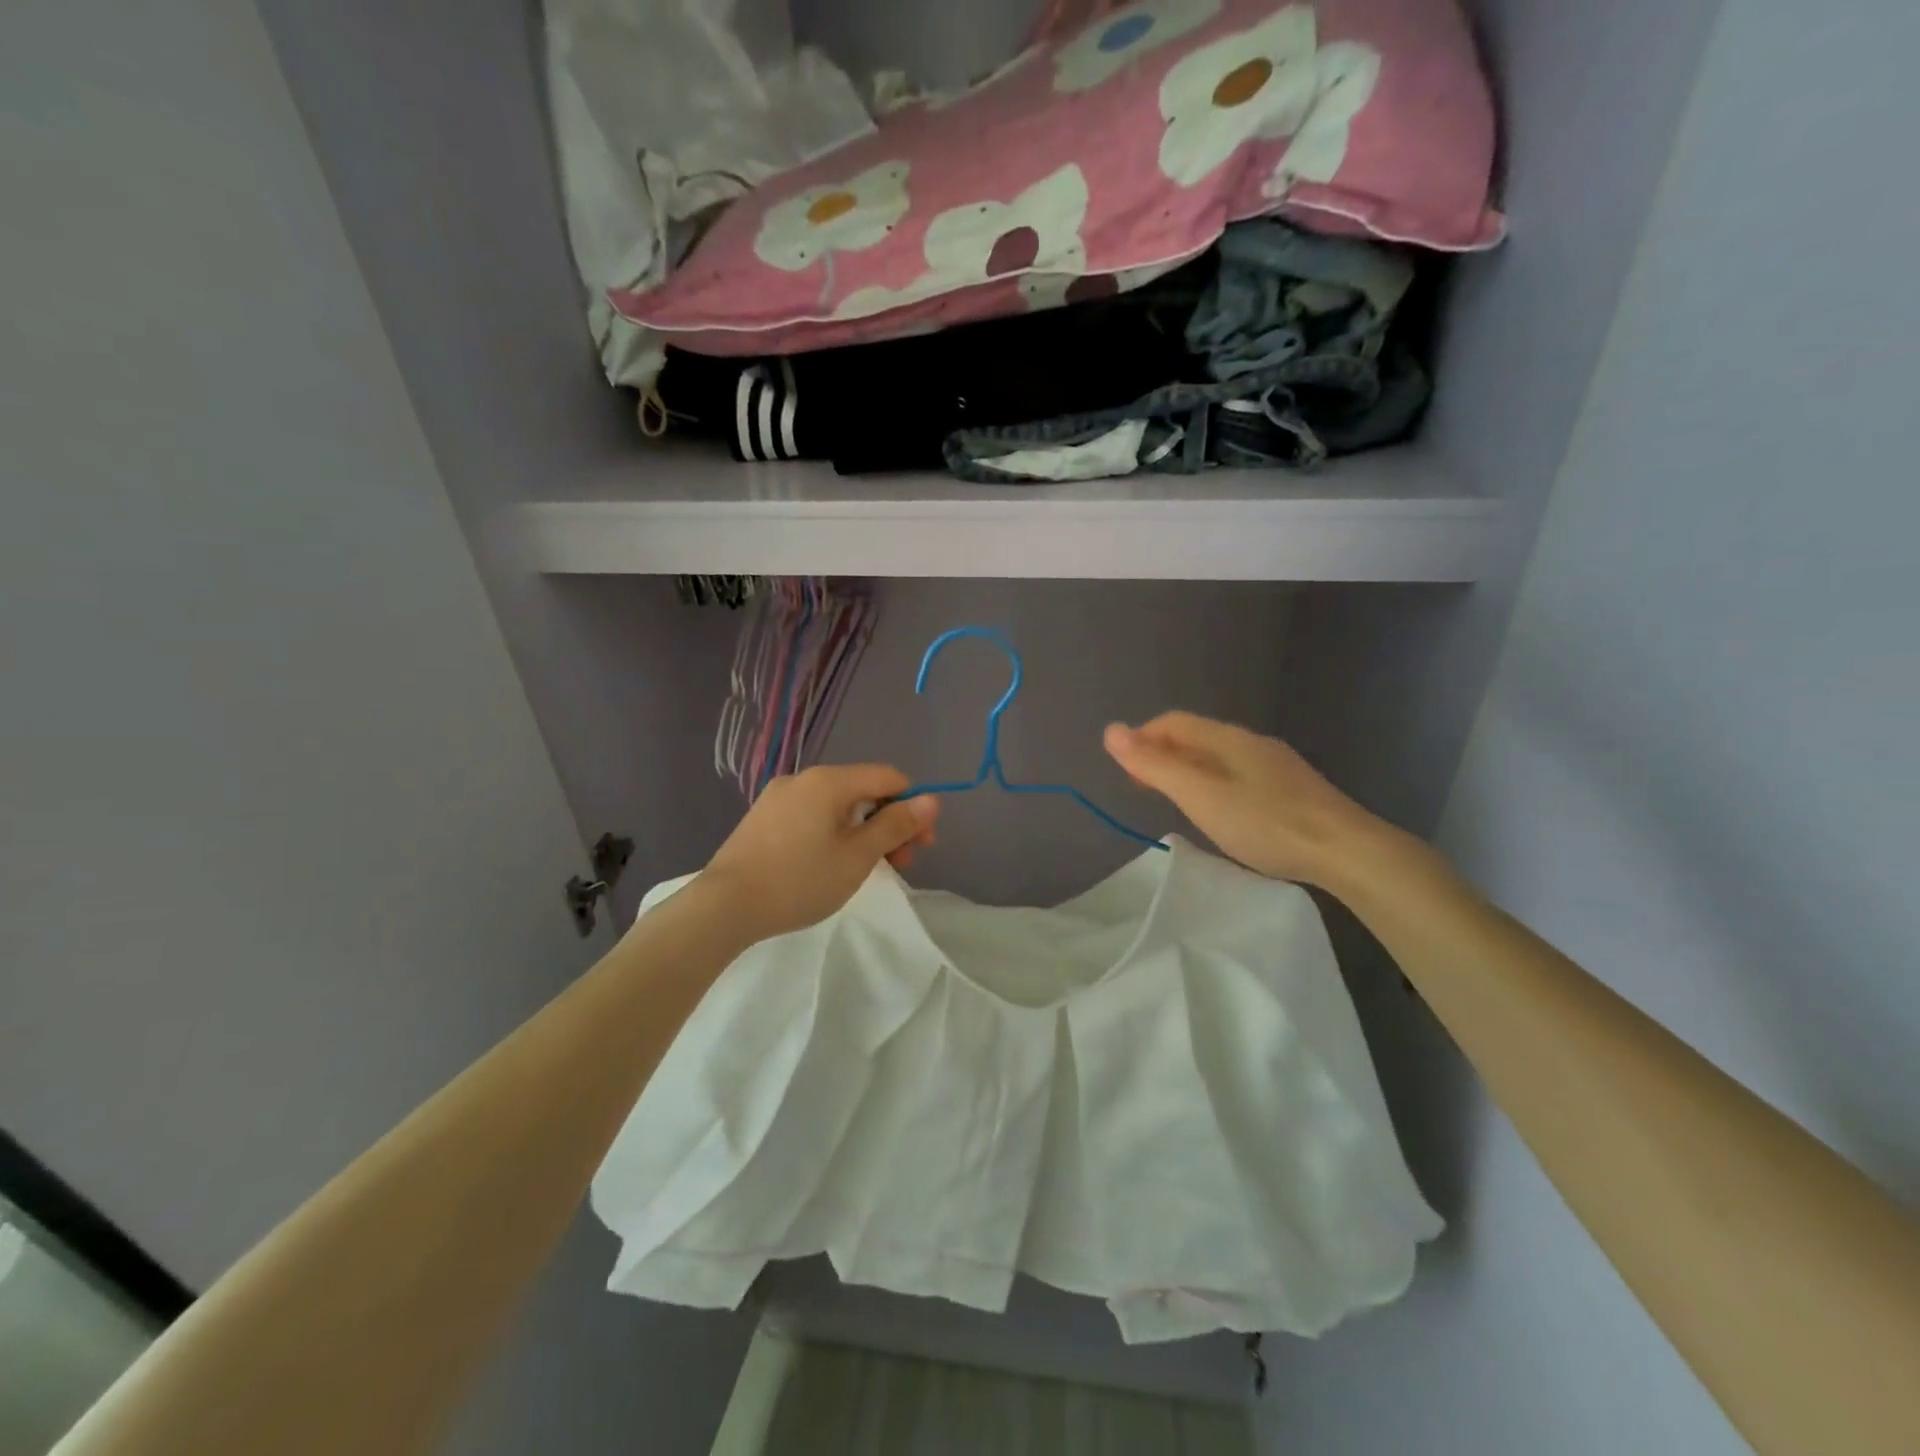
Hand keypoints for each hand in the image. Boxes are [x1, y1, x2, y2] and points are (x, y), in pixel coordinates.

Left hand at [699, 764, 938, 941]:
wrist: (723, 907)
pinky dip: (834, 833)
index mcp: (828, 781)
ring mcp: (777, 798)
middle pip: (862, 790)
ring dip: (863, 831)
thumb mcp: (857, 856)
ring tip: (866, 869)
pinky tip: (829, 864)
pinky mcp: (762, 819)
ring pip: (836, 806)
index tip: (922, 845)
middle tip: (901, 863)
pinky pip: (812, 816)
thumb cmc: (799, 881)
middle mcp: (802, 779)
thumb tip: (931, 799)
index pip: (888, 777)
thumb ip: (896, 825)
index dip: (913, 806)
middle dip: (889, 823)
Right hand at [1104, 712, 1388, 887]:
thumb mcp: (1200, 796)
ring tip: (1175, 801)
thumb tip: (1111, 730)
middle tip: (1143, 788)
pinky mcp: (1293, 790)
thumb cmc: (1265, 822)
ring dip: (1188, 771)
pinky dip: (1214, 785)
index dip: (1142, 739)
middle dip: (1163, 756)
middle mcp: (1251, 743)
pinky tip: (1221, 813)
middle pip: (1196, 738)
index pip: (1173, 723)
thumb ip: (1155, 766)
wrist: (1347, 851)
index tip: (1125, 772)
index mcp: (1228, 738)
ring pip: (1219, 758)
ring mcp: (1276, 766)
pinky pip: (1239, 776)